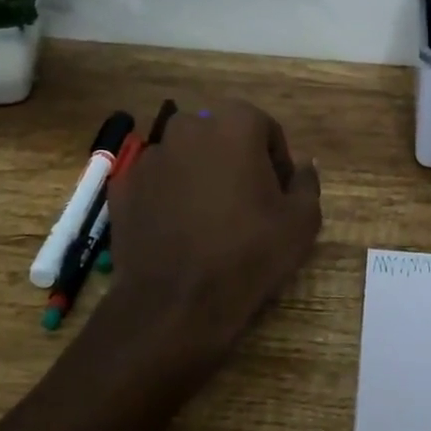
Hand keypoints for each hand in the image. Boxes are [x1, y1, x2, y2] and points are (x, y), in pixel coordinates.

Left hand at [104, 100, 322, 370]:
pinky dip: (167, 196)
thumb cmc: (247, 255)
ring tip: (208, 220)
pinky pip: (155, 182)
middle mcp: (188, 128)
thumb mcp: (301, 222)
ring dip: (199, 176)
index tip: (278, 195)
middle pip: (221, 137)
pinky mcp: (123, 186)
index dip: (276, 161)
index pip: (264, 129)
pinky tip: (177, 231)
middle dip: (235, 161)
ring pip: (185, 157)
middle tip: (245, 204)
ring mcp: (150, 156)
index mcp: (235, 125)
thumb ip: (307, 183)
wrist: (175, 305)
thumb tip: (304, 165)